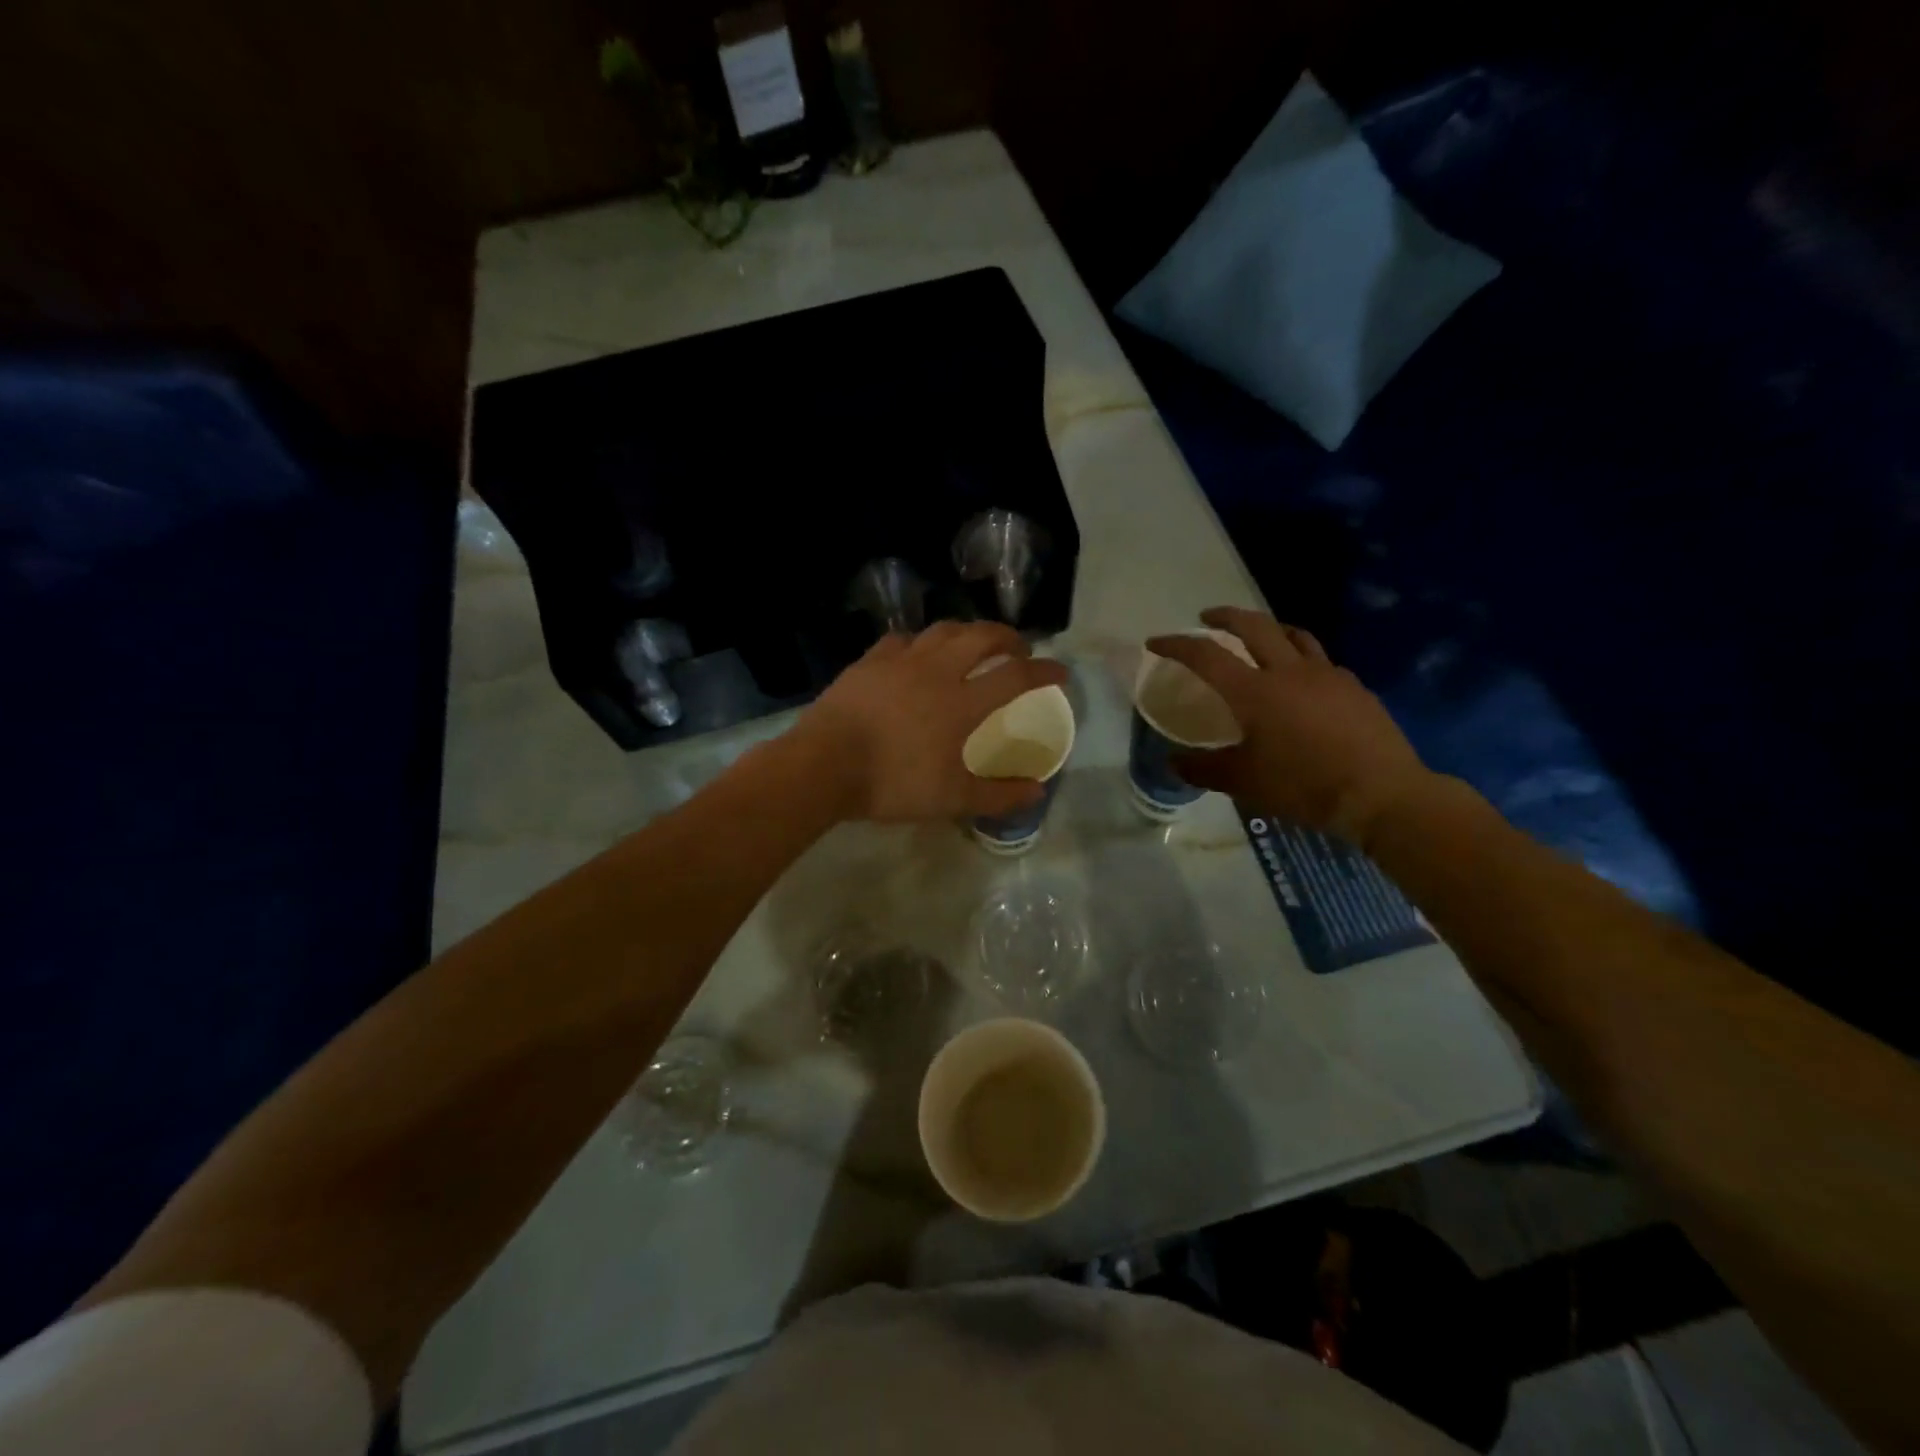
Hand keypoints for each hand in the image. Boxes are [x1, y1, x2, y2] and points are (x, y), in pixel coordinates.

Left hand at [798, 623, 1070, 822]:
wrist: (824, 765)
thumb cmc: (892, 782)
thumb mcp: (951, 799)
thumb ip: (997, 795)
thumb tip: (1036, 791)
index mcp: (962, 702)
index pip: (1015, 677)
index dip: (1044, 672)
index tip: (1060, 672)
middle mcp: (937, 670)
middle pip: (981, 637)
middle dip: (1007, 637)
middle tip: (1018, 649)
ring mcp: (900, 661)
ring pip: (942, 630)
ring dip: (967, 632)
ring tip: (973, 644)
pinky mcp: (869, 662)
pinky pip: (902, 640)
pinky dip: (921, 643)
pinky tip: (916, 654)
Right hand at [1144, 607, 1433, 843]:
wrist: (1381, 794)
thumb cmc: (1303, 786)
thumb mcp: (1243, 782)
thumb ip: (1203, 769)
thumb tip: (1172, 762)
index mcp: (1254, 691)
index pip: (1206, 656)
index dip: (1177, 644)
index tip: (1156, 642)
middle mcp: (1288, 672)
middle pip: (1253, 626)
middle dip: (1225, 617)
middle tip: (1207, 617)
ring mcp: (1327, 675)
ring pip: (1293, 635)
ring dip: (1268, 627)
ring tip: (1258, 635)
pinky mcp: (1354, 688)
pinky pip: (1321, 660)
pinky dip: (1301, 658)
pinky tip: (1303, 679)